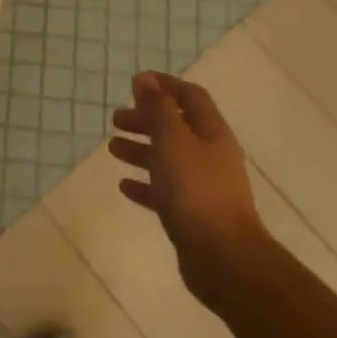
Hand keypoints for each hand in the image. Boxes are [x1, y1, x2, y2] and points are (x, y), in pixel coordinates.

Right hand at [109, 72, 270, 305]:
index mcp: (211, 132)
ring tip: (113, 149)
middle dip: (146, 119)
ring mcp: (203, 186)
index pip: (190, 96)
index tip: (135, 83)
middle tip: (116, 120)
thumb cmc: (195, 190)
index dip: (164, 85)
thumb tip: (146, 79)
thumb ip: (158, 109)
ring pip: (168, 158)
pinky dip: (145, 184)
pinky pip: (165, 191)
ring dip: (141, 150)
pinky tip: (124, 186)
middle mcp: (210, 155)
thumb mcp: (173, 141)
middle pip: (176, 127)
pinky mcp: (192, 214)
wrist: (223, 258)